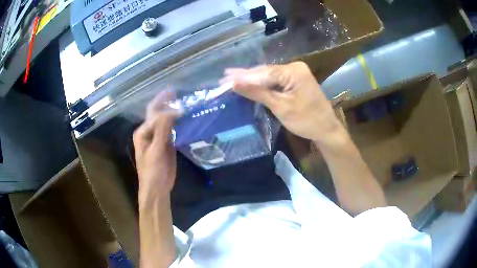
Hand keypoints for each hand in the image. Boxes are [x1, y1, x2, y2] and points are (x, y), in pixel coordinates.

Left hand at [133, 91, 178, 200]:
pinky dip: (179, 123)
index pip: (154, 113)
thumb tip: (173, 111)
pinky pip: (173, 130)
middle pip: (158, 113)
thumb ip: (162, 130)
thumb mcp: (156, 150)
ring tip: (187, 102)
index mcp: (143, 132)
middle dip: (168, 102)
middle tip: (181, 92)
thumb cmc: (153, 171)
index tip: (179, 98)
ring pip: (166, 121)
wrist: (157, 188)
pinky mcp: (167, 144)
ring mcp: (159, 137)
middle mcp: (149, 131)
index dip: (166, 105)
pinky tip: (188, 118)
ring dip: (175, 112)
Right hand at [222, 62, 341, 142]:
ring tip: (232, 78)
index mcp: (293, 71)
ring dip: (253, 80)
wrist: (326, 130)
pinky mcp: (296, 81)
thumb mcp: (280, 107)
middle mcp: (294, 67)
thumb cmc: (306, 120)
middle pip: (266, 72)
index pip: (263, 73)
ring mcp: (296, 73)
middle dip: (246, 76)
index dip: (243, 76)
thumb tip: (234, 83)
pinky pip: (276, 81)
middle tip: (225, 77)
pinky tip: (251, 83)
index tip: (224, 78)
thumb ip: (257, 93)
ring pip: (270, 76)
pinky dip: (263, 85)